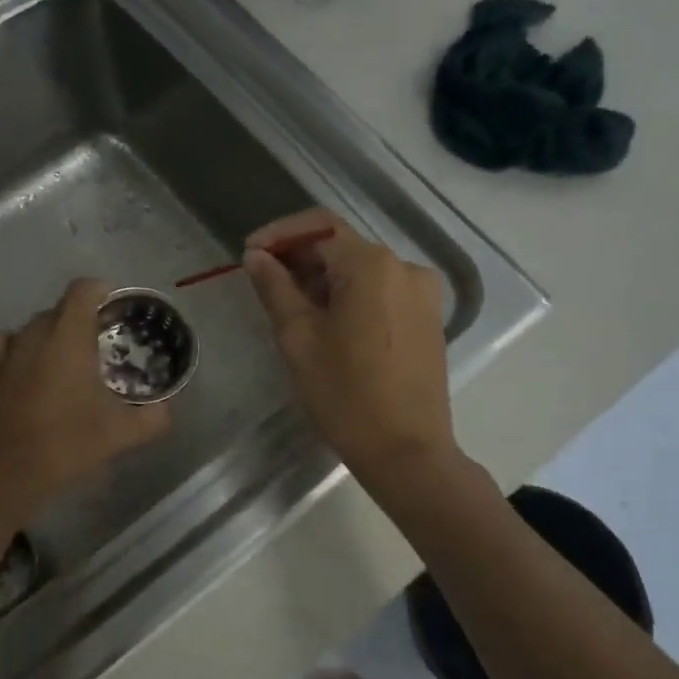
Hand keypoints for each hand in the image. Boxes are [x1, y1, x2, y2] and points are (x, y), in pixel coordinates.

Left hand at [0, 278, 170, 525]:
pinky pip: (7, 345)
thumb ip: (153, 418)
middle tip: (102, 346)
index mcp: (68, 338)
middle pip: (60, 308)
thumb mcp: (121, 435)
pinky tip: (31, 370)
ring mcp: (6, 353)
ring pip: (33, 327)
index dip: (102, 292)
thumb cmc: (65, 446)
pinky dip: (22, 348)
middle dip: (82, 318)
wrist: (2, 477)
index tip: (117, 310)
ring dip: (53, 334)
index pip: (83, 290)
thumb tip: (165, 410)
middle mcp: (34, 335)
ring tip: (68, 360)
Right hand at [242, 209, 456, 481]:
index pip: (319, 227)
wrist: (407, 451)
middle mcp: (404, 267)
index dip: (279, 235)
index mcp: (372, 265)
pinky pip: (383, 291)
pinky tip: (329, 322)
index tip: (250, 254)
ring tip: (292, 307)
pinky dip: (352, 295)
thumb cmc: (346, 395)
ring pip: (363, 270)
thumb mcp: (299, 338)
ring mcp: (423, 293)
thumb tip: (256, 257)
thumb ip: (275, 288)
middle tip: (264, 283)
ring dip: (325, 278)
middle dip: (301, 257)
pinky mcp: (429, 318)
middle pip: (343, 246)